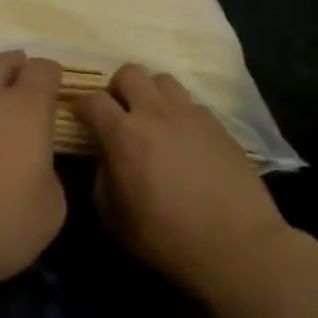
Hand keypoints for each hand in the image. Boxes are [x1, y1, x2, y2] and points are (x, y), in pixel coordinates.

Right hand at [77, 64, 289, 301]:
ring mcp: (190, 115)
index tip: (80, 118)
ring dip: (150, 94)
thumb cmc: (168, 238)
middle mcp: (156, 113)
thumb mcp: (116, 219)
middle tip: (118, 114)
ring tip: (152, 119)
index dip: (81, 106)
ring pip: (163, 79)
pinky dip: (178, 113)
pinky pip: (190, 103)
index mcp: (124, 135)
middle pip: (129, 72)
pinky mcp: (218, 124)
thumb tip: (106, 160)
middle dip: (117, 89)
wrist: (236, 245)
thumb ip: (102, 180)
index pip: (92, 100)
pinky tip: (182, 139)